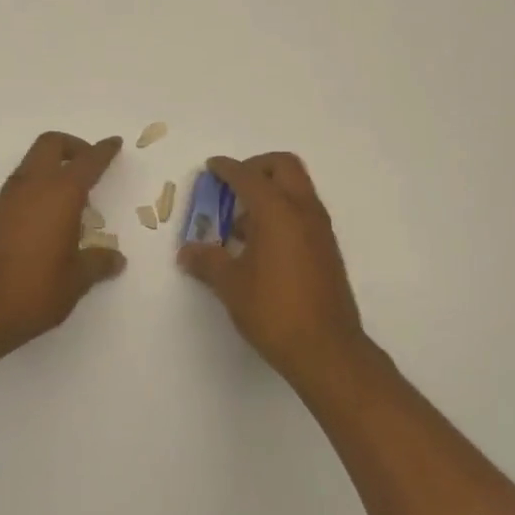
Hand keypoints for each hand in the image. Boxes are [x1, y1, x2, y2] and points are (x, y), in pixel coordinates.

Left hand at [0, 132, 125, 358]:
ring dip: (51, 168)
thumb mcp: (76, 281)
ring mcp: (5, 200)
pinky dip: (36, 189)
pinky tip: (46, 222)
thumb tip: (115, 258)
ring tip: (71, 200)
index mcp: (59, 194)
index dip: (103, 151)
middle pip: (50, 145)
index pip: (87, 161)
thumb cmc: (33, 292)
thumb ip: (98, 263)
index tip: (114, 144)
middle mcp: (31, 187)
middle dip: (72, 146)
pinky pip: (18, 188)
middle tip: (88, 164)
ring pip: (30, 164)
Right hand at [176, 152, 370, 387]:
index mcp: (277, 211)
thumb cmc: (273, 311)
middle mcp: (303, 210)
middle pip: (283, 166)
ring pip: (297, 188)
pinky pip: (303, 212)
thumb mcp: (231, 285)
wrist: (326, 348)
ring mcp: (320, 229)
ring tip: (240, 223)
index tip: (211, 167)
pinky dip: (282, 212)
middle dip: (256, 167)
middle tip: (231, 186)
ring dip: (270, 191)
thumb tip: (187, 252)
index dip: (226, 168)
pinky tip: (260, 245)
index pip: (248, 176)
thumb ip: (207, 261)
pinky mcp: (327, 248)